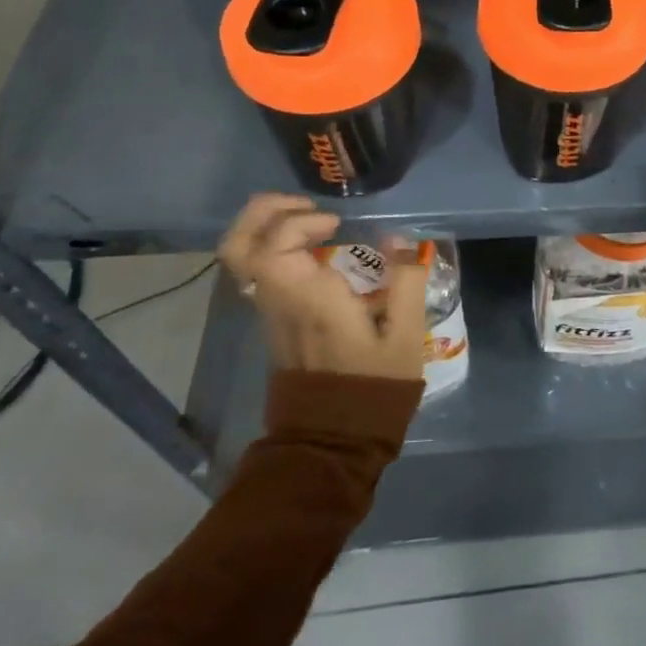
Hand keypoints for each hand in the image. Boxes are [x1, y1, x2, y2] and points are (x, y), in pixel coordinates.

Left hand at [218, 194, 425, 381]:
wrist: (334, 441)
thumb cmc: (372, 387)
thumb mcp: (404, 336)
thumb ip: (406, 282)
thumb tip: (400, 241)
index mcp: (307, 300)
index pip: (272, 246)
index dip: (297, 221)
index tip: (336, 225)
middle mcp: (277, 301)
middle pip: (239, 246)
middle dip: (264, 212)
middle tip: (304, 205)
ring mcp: (270, 313)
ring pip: (242, 259)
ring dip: (267, 227)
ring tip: (309, 220)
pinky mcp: (274, 322)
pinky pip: (259, 271)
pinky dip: (276, 246)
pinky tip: (314, 249)